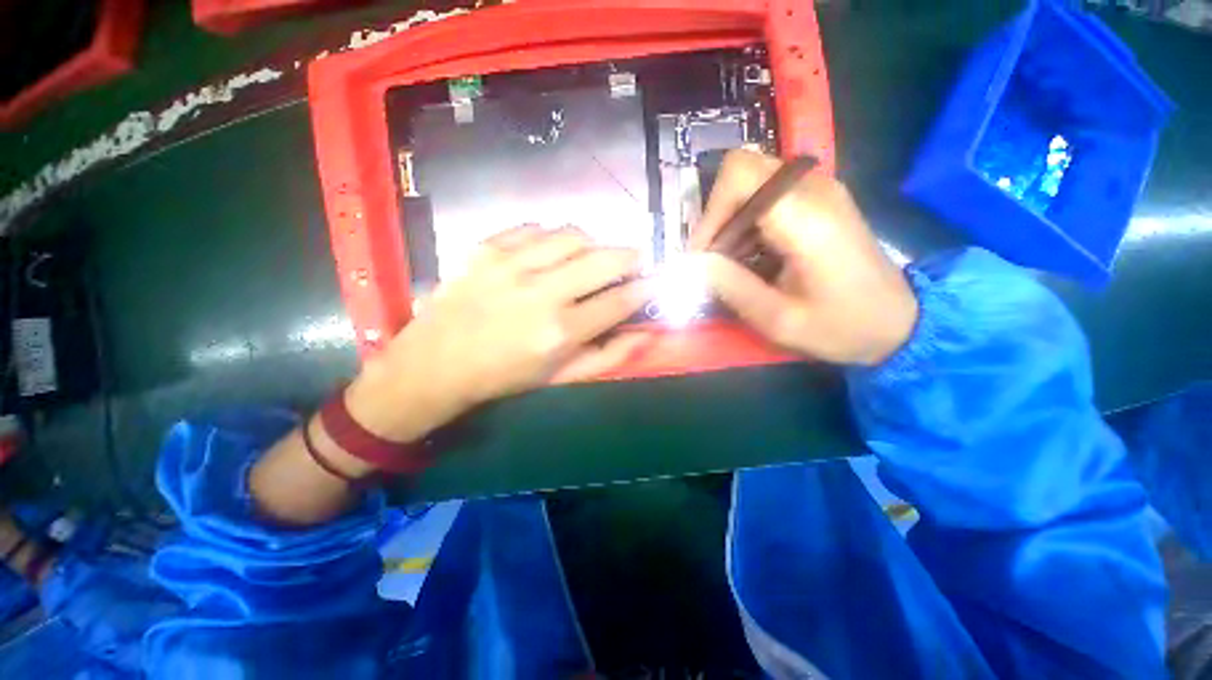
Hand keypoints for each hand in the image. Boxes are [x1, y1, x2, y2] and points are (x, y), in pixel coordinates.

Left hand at [346, 225, 650, 441]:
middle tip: (635, 261)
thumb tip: (646, 333)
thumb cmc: (504, 376)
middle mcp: (541, 292)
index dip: (646, 288)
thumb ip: (608, 356)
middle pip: (604, 259)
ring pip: (573, 235)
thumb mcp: (560, 377)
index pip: (619, 300)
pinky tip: (552, 251)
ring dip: (593, 243)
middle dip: (631, 257)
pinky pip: (536, 228)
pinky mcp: (487, 247)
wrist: (436, 363)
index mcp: (561, 331)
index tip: (655, 281)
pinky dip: (553, 236)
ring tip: (592, 255)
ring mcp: (512, 263)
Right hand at [689, 149, 917, 365]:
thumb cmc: (842, 326)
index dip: (711, 212)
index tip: (704, 254)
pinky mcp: (819, 198)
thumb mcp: (778, 320)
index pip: (741, 176)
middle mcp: (814, 188)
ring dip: (731, 220)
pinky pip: (767, 193)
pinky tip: (752, 255)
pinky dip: (747, 220)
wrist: (898, 321)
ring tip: (732, 262)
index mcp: (806, 217)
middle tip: (714, 259)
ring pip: (751, 180)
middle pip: (742, 170)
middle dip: (717, 215)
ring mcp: (819, 189)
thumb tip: (692, 264)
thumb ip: (732, 287)